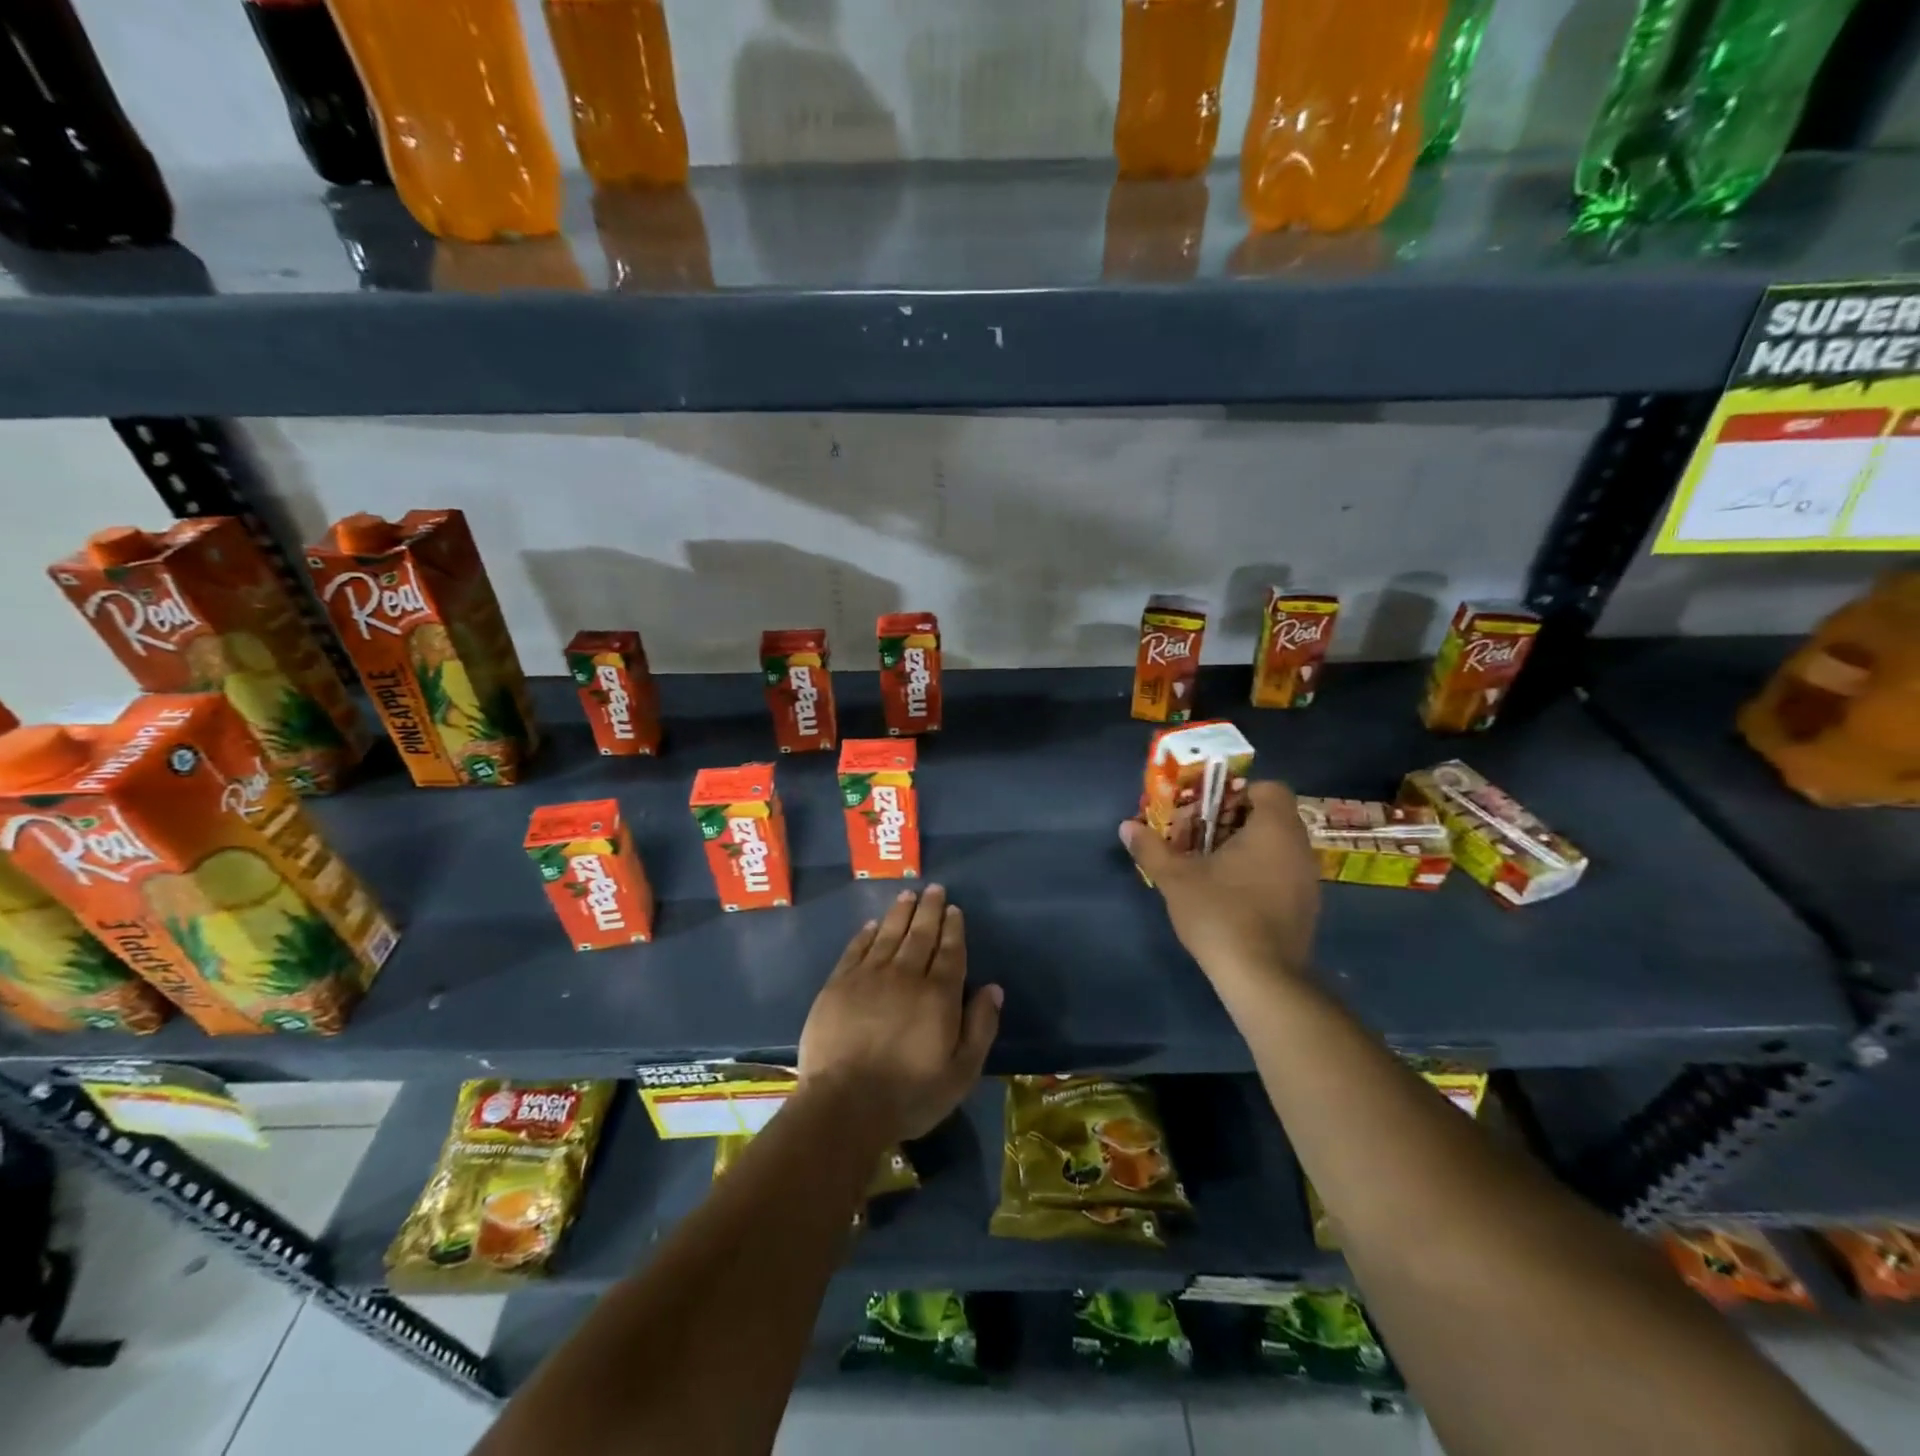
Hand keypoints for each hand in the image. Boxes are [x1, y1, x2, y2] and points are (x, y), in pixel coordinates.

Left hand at [797, 885, 1001, 1143]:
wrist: (844, 1105)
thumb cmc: (909, 1095)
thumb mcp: (960, 1074)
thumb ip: (980, 1028)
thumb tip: (993, 989)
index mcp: (938, 995)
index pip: (950, 951)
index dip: (953, 928)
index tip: (954, 909)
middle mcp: (906, 975)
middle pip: (921, 934)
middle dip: (930, 910)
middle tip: (934, 889)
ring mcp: (869, 977)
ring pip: (889, 934)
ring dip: (900, 912)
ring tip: (908, 895)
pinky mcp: (838, 984)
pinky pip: (856, 948)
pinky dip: (867, 933)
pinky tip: (873, 924)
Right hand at [1120, 780, 1319, 984]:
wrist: (1262, 977)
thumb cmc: (1220, 913)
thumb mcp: (1175, 878)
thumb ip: (1151, 848)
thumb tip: (1126, 826)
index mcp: (1273, 828)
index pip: (1269, 788)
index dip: (1238, 793)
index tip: (1208, 809)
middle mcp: (1299, 847)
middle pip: (1271, 817)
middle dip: (1234, 822)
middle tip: (1200, 837)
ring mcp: (1308, 879)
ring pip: (1277, 847)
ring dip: (1247, 849)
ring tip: (1211, 867)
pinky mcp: (1306, 908)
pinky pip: (1283, 874)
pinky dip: (1260, 874)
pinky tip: (1232, 896)